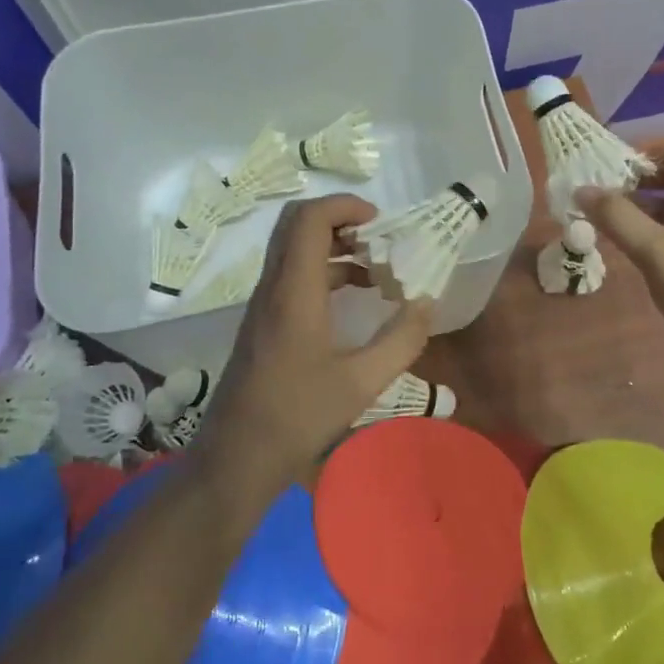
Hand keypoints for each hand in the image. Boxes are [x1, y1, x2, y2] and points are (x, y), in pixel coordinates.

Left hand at [192, 194, 430, 500]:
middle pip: (296, 224)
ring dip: (334, 246)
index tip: (380, 221)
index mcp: (294, 292)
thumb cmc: (297, 417)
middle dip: (339, 219)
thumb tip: (427, 303)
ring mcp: (264, 304)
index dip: (344, 205)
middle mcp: (273, 287)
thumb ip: (402, 340)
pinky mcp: (264, 321)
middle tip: (378, 237)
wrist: (236, 458)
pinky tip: (355, 298)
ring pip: (294, 249)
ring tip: (376, 268)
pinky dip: (324, 270)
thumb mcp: (361, 383)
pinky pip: (293, 275)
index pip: (309, 219)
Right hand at [579, 136, 663, 383]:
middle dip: (643, 176)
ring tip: (608, 215)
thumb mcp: (656, 250)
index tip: (615, 162)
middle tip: (605, 188)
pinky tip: (630, 244)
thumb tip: (582, 189)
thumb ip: (617, 216)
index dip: (652, 146)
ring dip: (646, 204)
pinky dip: (656, 229)